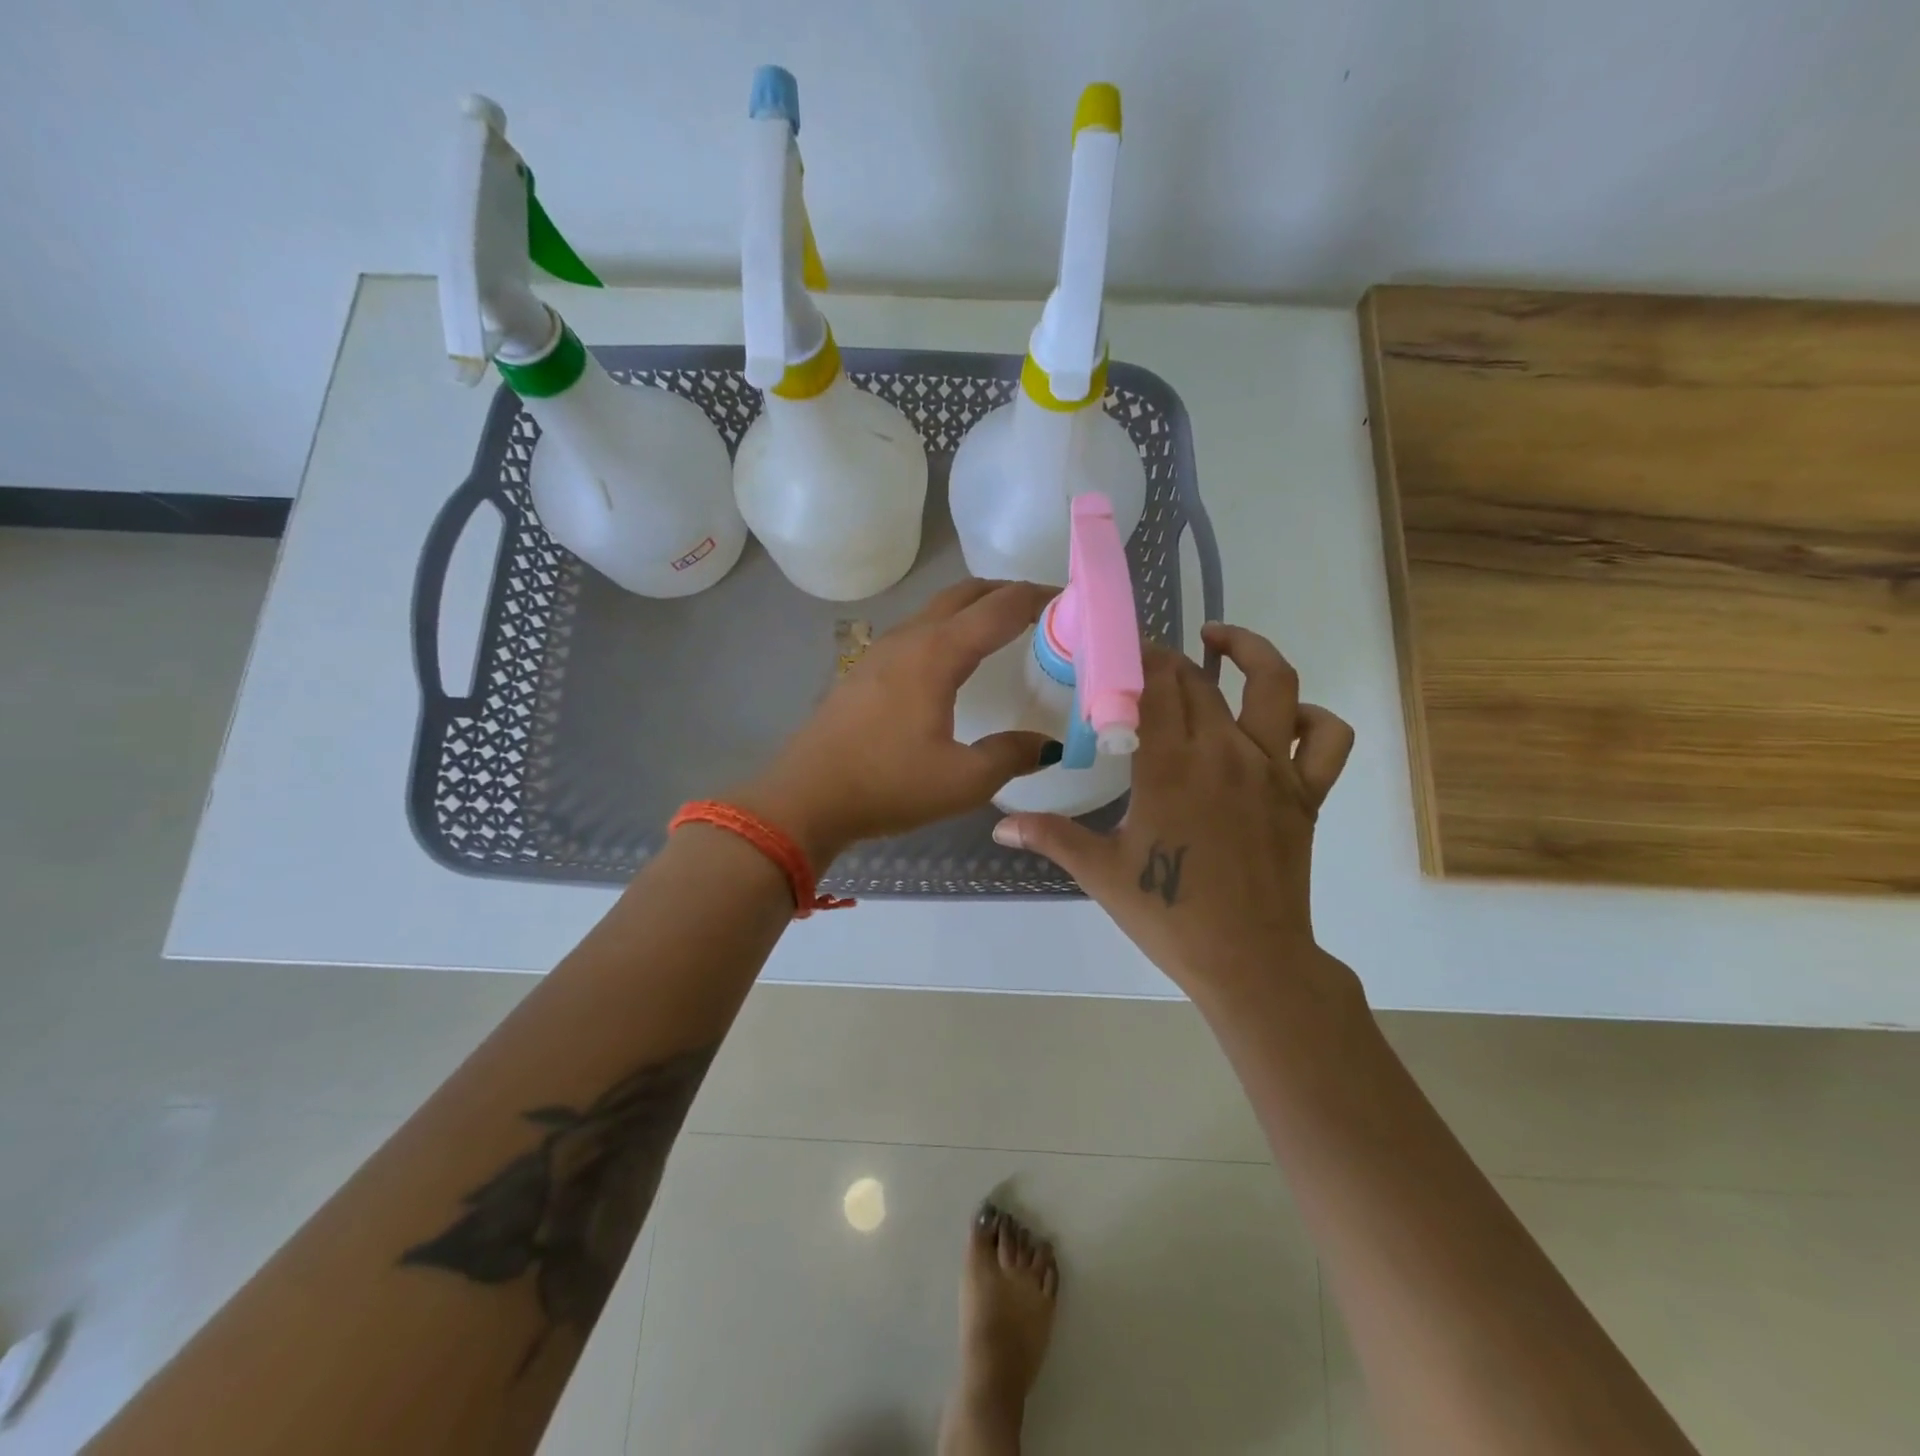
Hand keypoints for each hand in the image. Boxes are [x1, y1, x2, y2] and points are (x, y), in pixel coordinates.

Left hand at [734, 580, 1059, 866]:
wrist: (804, 798)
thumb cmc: (886, 785)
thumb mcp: (962, 781)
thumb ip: (1011, 756)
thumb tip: (1048, 745)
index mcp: (937, 654)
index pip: (999, 608)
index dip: (1037, 597)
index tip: (1069, 599)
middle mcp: (909, 638)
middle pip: (964, 594)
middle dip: (1005, 592)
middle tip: (1041, 609)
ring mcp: (880, 651)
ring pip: (936, 610)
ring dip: (972, 608)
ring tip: (1002, 631)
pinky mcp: (863, 670)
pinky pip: (916, 631)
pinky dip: (947, 629)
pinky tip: (952, 663)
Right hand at [991, 623, 1355, 1011]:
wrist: (1250, 963)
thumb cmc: (1170, 915)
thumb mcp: (1101, 873)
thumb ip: (1050, 836)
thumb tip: (1000, 822)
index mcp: (1170, 766)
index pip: (1151, 686)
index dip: (1132, 659)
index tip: (1113, 651)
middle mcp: (1224, 752)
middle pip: (1198, 680)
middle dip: (1167, 659)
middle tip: (1143, 660)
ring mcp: (1273, 768)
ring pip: (1273, 684)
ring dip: (1248, 649)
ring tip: (1218, 640)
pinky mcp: (1306, 793)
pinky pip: (1326, 739)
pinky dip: (1311, 717)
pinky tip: (1282, 718)